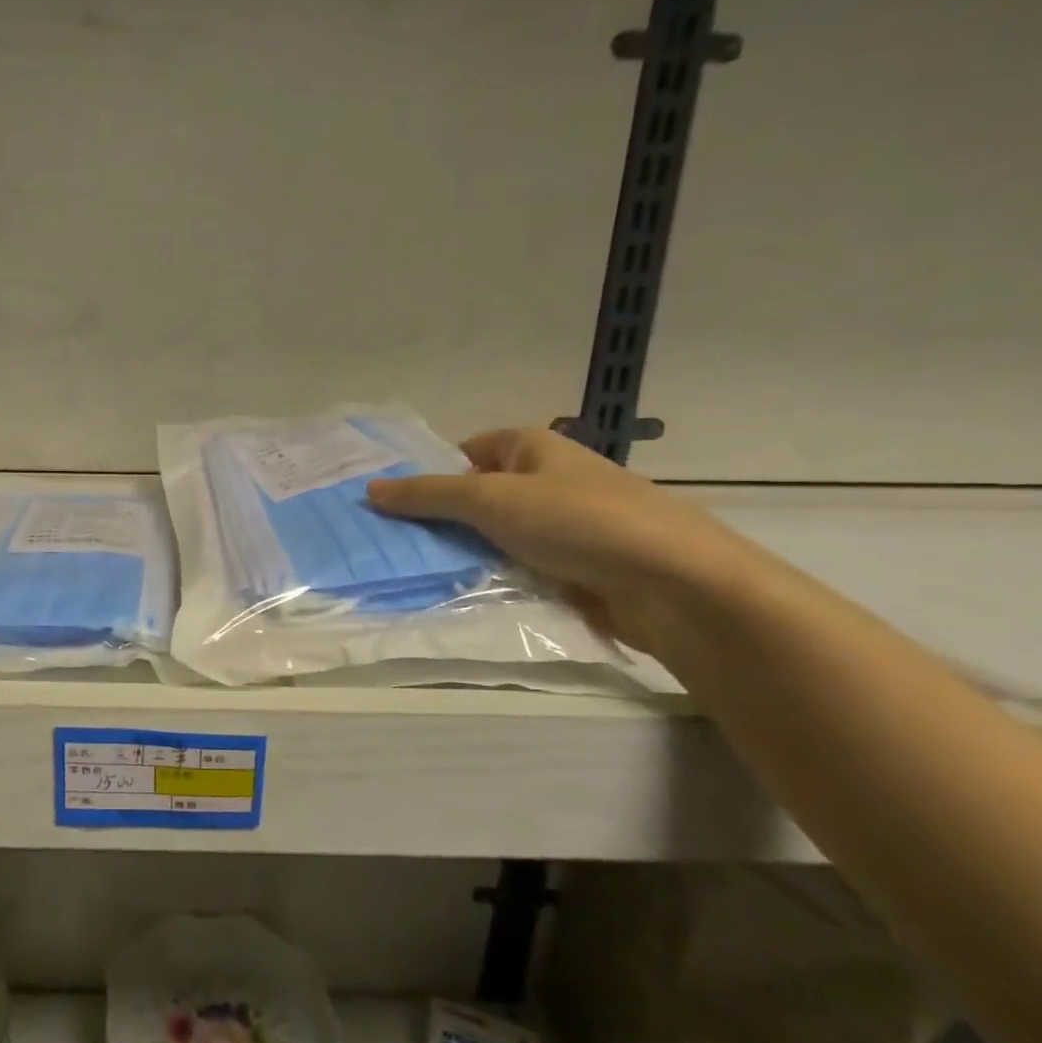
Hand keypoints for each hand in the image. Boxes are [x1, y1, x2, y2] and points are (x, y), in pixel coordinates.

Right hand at [366, 428, 768, 654]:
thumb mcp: (490, 500)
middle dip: (438, 521)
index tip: (388, 506)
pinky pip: (517, 568)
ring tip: (414, 575)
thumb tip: (369, 490)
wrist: (672, 583)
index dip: (427, 475)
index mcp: (531, 447)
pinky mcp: (573, 568)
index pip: (463, 453)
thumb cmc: (577, 522)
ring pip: (494, 537)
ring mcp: (562, 526)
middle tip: (390, 545)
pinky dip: (492, 579)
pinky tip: (461, 596)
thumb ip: (427, 496)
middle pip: (475, 497)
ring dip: (463, 555)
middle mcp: (546, 480)